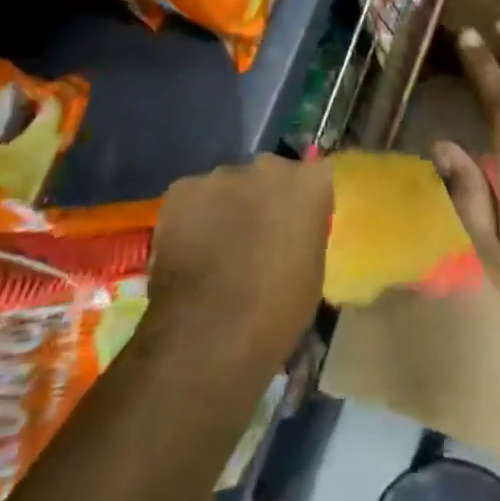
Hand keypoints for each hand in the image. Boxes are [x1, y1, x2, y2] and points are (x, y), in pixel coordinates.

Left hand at [147, 155, 332, 367]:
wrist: (209, 334)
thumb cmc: (276, 311)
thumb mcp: (312, 271)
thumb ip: (304, 234)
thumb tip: (292, 231)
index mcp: (311, 183)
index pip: (317, 174)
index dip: (306, 198)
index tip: (299, 221)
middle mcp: (270, 166)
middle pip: (271, 174)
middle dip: (265, 197)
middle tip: (257, 235)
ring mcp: (223, 175)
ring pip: (229, 186)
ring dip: (228, 207)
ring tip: (217, 246)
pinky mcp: (182, 189)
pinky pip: (194, 198)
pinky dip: (193, 217)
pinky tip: (188, 249)